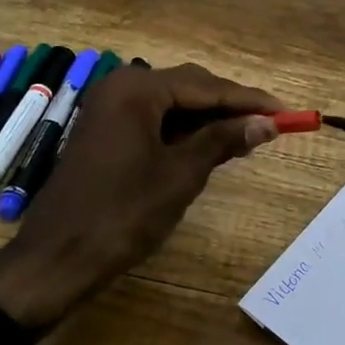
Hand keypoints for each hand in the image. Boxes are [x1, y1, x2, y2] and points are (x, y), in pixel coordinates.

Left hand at [0, 63, 284, 329]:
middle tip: (269, 125)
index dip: (249, 99)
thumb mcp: (181, 175)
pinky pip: (155, 120)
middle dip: (230, 106)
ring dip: (209, 120)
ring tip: (248, 138)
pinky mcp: (106, 132)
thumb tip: (266, 123)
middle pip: (189, 87)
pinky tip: (210, 147)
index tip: (286, 111)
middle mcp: (121, 88)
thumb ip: (223, 140)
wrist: (58, 258)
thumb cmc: (123, 213)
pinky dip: (184, 132)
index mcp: (137, 90)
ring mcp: (109, 110)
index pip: (207, 86)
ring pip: (173, 104)